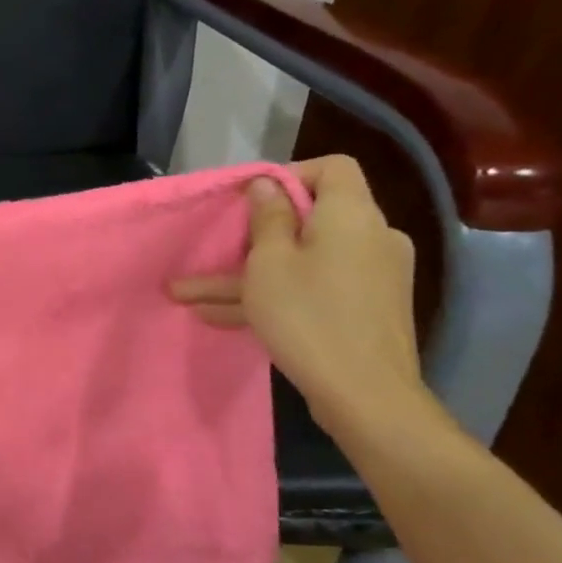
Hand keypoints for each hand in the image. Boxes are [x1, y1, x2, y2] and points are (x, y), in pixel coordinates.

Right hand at [170, 156, 434, 438]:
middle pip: (311, 218)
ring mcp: (372, 276)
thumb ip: (267, 217)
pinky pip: (315, 287)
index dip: (289, 176)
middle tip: (215, 251)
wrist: (365, 394)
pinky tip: (222, 318)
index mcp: (352, 215)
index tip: (251, 202)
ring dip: (250, 275)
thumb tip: (268, 184)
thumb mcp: (269, 262)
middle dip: (254, 236)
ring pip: (303, 261)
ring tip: (189, 296)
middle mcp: (372, 237)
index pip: (332, 168)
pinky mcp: (366, 309)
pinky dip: (277, 295)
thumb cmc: (308, 315)